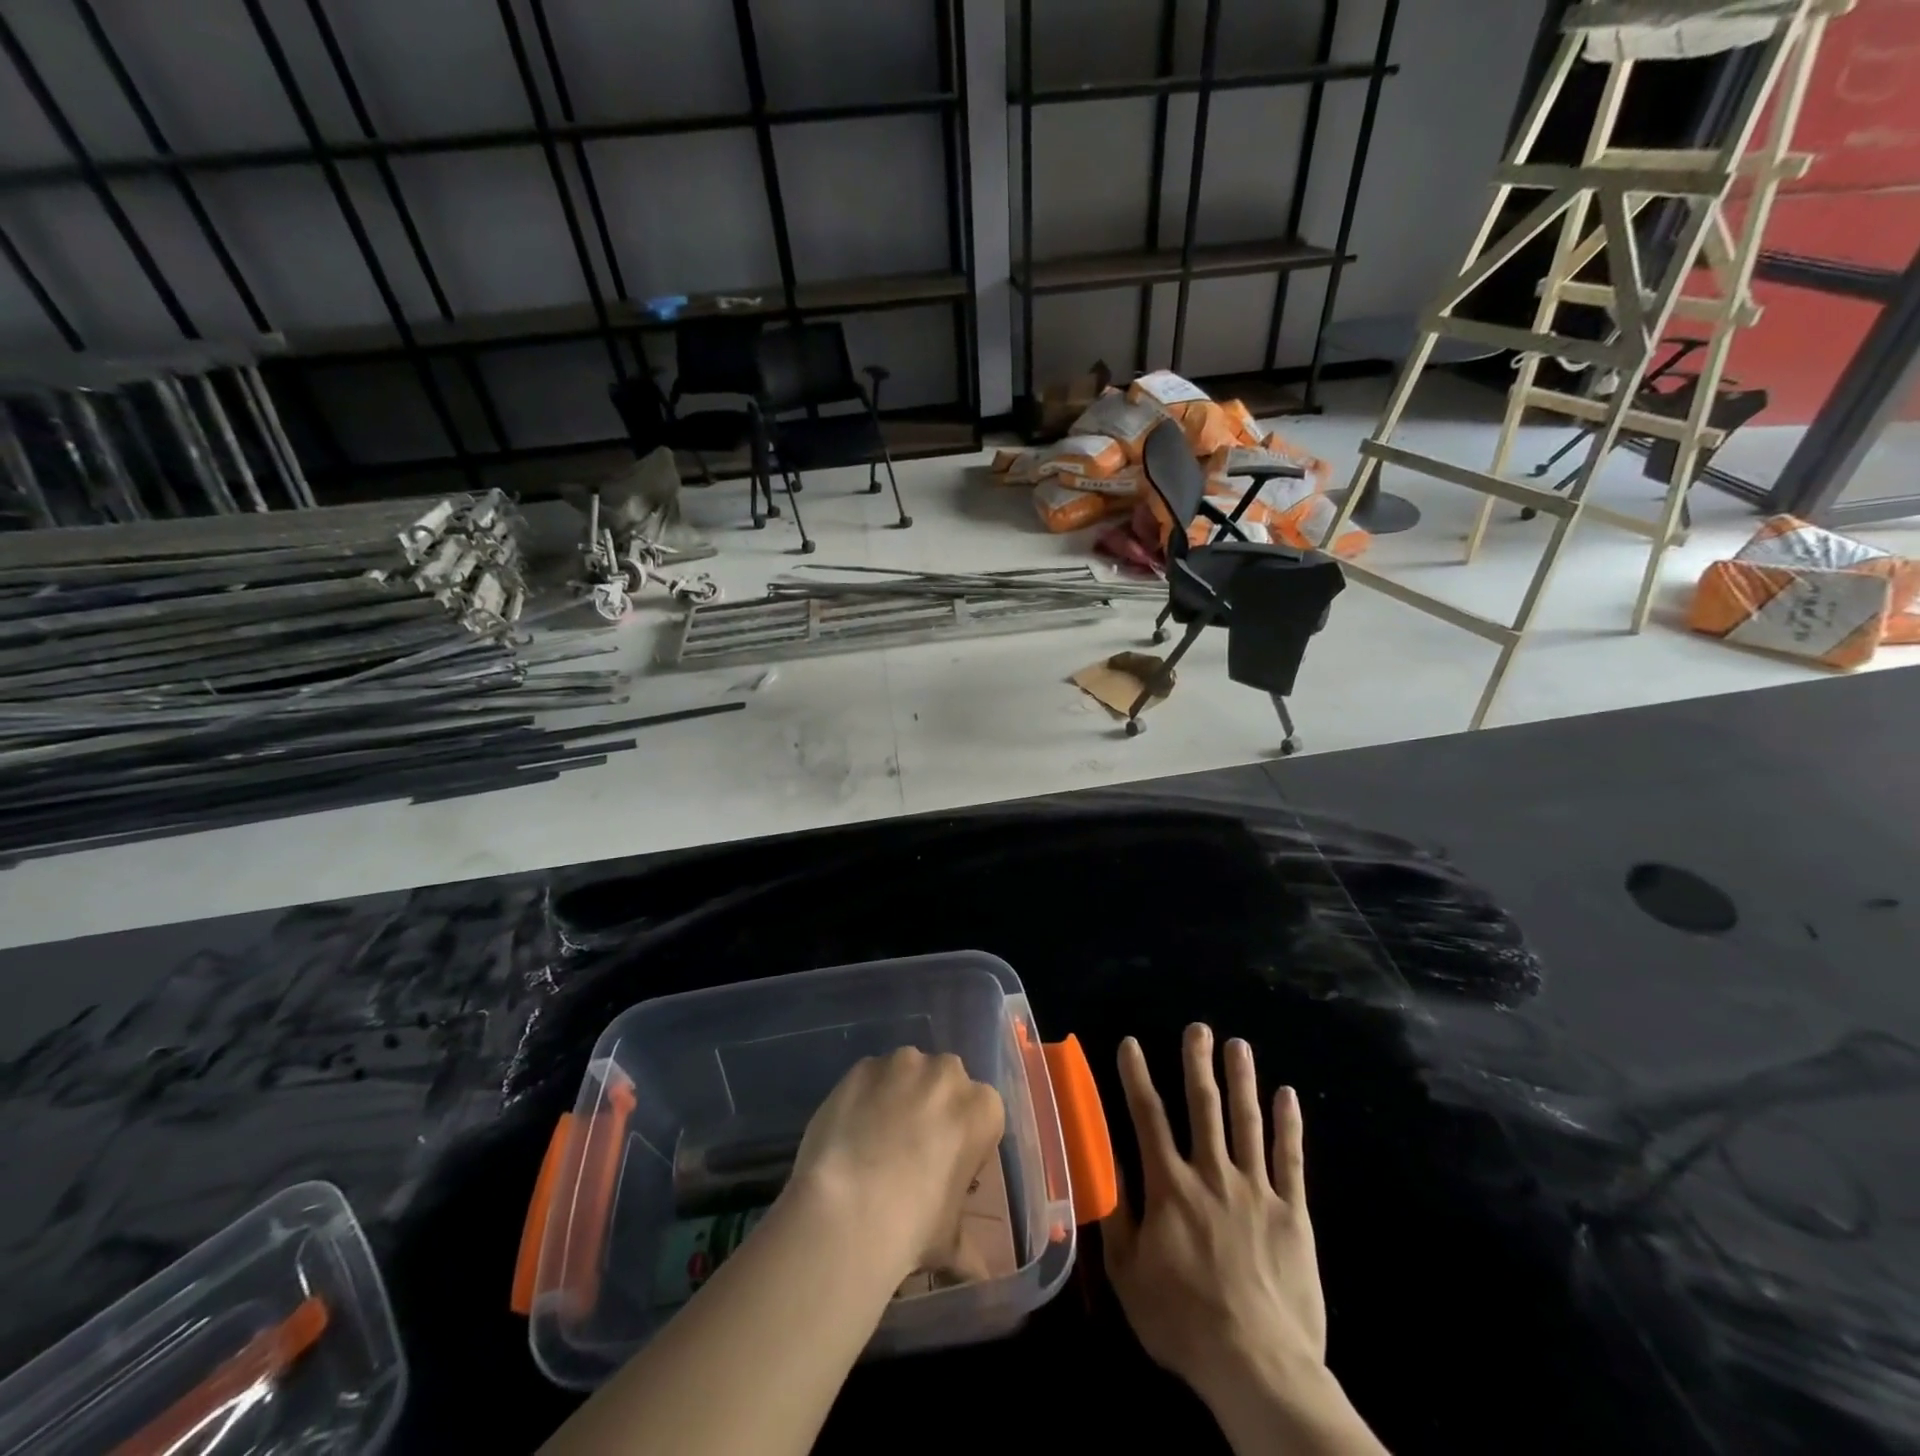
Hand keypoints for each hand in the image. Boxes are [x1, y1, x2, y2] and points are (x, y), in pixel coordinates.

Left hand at [786, 1048, 1005, 1284]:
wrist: (848, 1208)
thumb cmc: (913, 1225)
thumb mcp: (949, 1242)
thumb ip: (967, 1248)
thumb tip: (978, 1275)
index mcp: (982, 1108)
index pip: (981, 1115)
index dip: (963, 1140)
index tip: (945, 1166)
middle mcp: (947, 1073)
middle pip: (945, 1083)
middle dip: (932, 1107)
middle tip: (910, 1149)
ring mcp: (902, 1064)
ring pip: (906, 1073)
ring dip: (898, 1095)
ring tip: (874, 1139)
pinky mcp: (863, 1066)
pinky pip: (870, 1077)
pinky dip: (864, 1096)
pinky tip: (850, 1131)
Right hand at [1102, 1025, 1325, 1414]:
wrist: (1257, 1365)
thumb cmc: (1182, 1321)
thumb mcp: (1128, 1273)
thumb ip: (1117, 1213)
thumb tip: (1105, 1162)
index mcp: (1169, 1186)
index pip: (1147, 1117)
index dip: (1136, 1076)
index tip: (1130, 1043)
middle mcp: (1211, 1174)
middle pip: (1203, 1106)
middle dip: (1197, 1063)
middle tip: (1198, 1027)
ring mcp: (1255, 1189)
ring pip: (1246, 1121)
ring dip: (1242, 1079)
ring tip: (1238, 1044)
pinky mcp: (1292, 1213)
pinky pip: (1290, 1159)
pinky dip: (1288, 1124)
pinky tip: (1288, 1095)